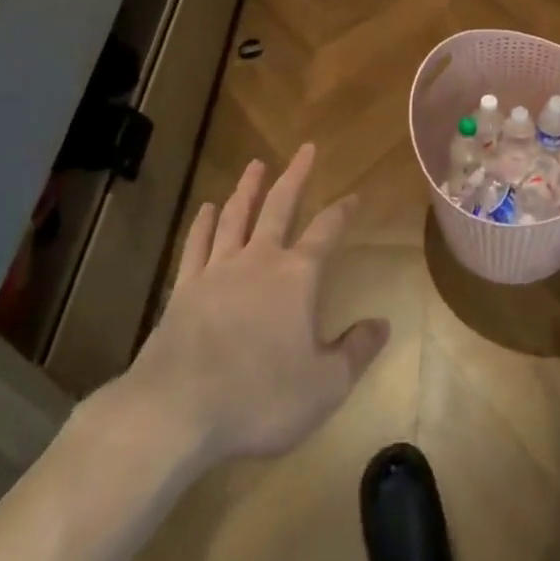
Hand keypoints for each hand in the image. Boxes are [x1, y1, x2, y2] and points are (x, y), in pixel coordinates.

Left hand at [97, 144, 389, 470]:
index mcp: (296, 277)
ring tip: (256, 164)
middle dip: (296, 176)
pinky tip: (207, 209)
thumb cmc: (259, 398)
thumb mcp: (325, 385)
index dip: (342, 211)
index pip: (326, 232)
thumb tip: (383, 324)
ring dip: (248, 188)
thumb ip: (356, 351)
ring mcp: (217, 271)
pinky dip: (203, 224)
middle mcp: (259, 260)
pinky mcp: (184, 289)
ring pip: (236, 216)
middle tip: (305, 149)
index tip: (354, 195)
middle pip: (280, 207)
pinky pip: (197, 245)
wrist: (176, 412)